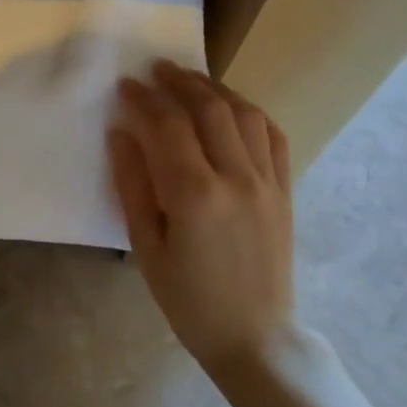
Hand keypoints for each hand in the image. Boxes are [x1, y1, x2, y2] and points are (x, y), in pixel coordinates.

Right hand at [108, 60, 301, 372]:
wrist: (254, 337)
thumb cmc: (189, 300)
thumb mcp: (146, 248)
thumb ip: (132, 186)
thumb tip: (120, 134)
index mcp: (195, 195)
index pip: (168, 127)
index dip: (144, 100)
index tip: (126, 85)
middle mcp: (236, 179)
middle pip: (208, 110)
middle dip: (180, 83)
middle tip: (157, 69)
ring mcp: (268, 183)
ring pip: (245, 115)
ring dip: (216, 90)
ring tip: (191, 80)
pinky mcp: (285, 191)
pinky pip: (273, 137)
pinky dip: (251, 112)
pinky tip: (233, 107)